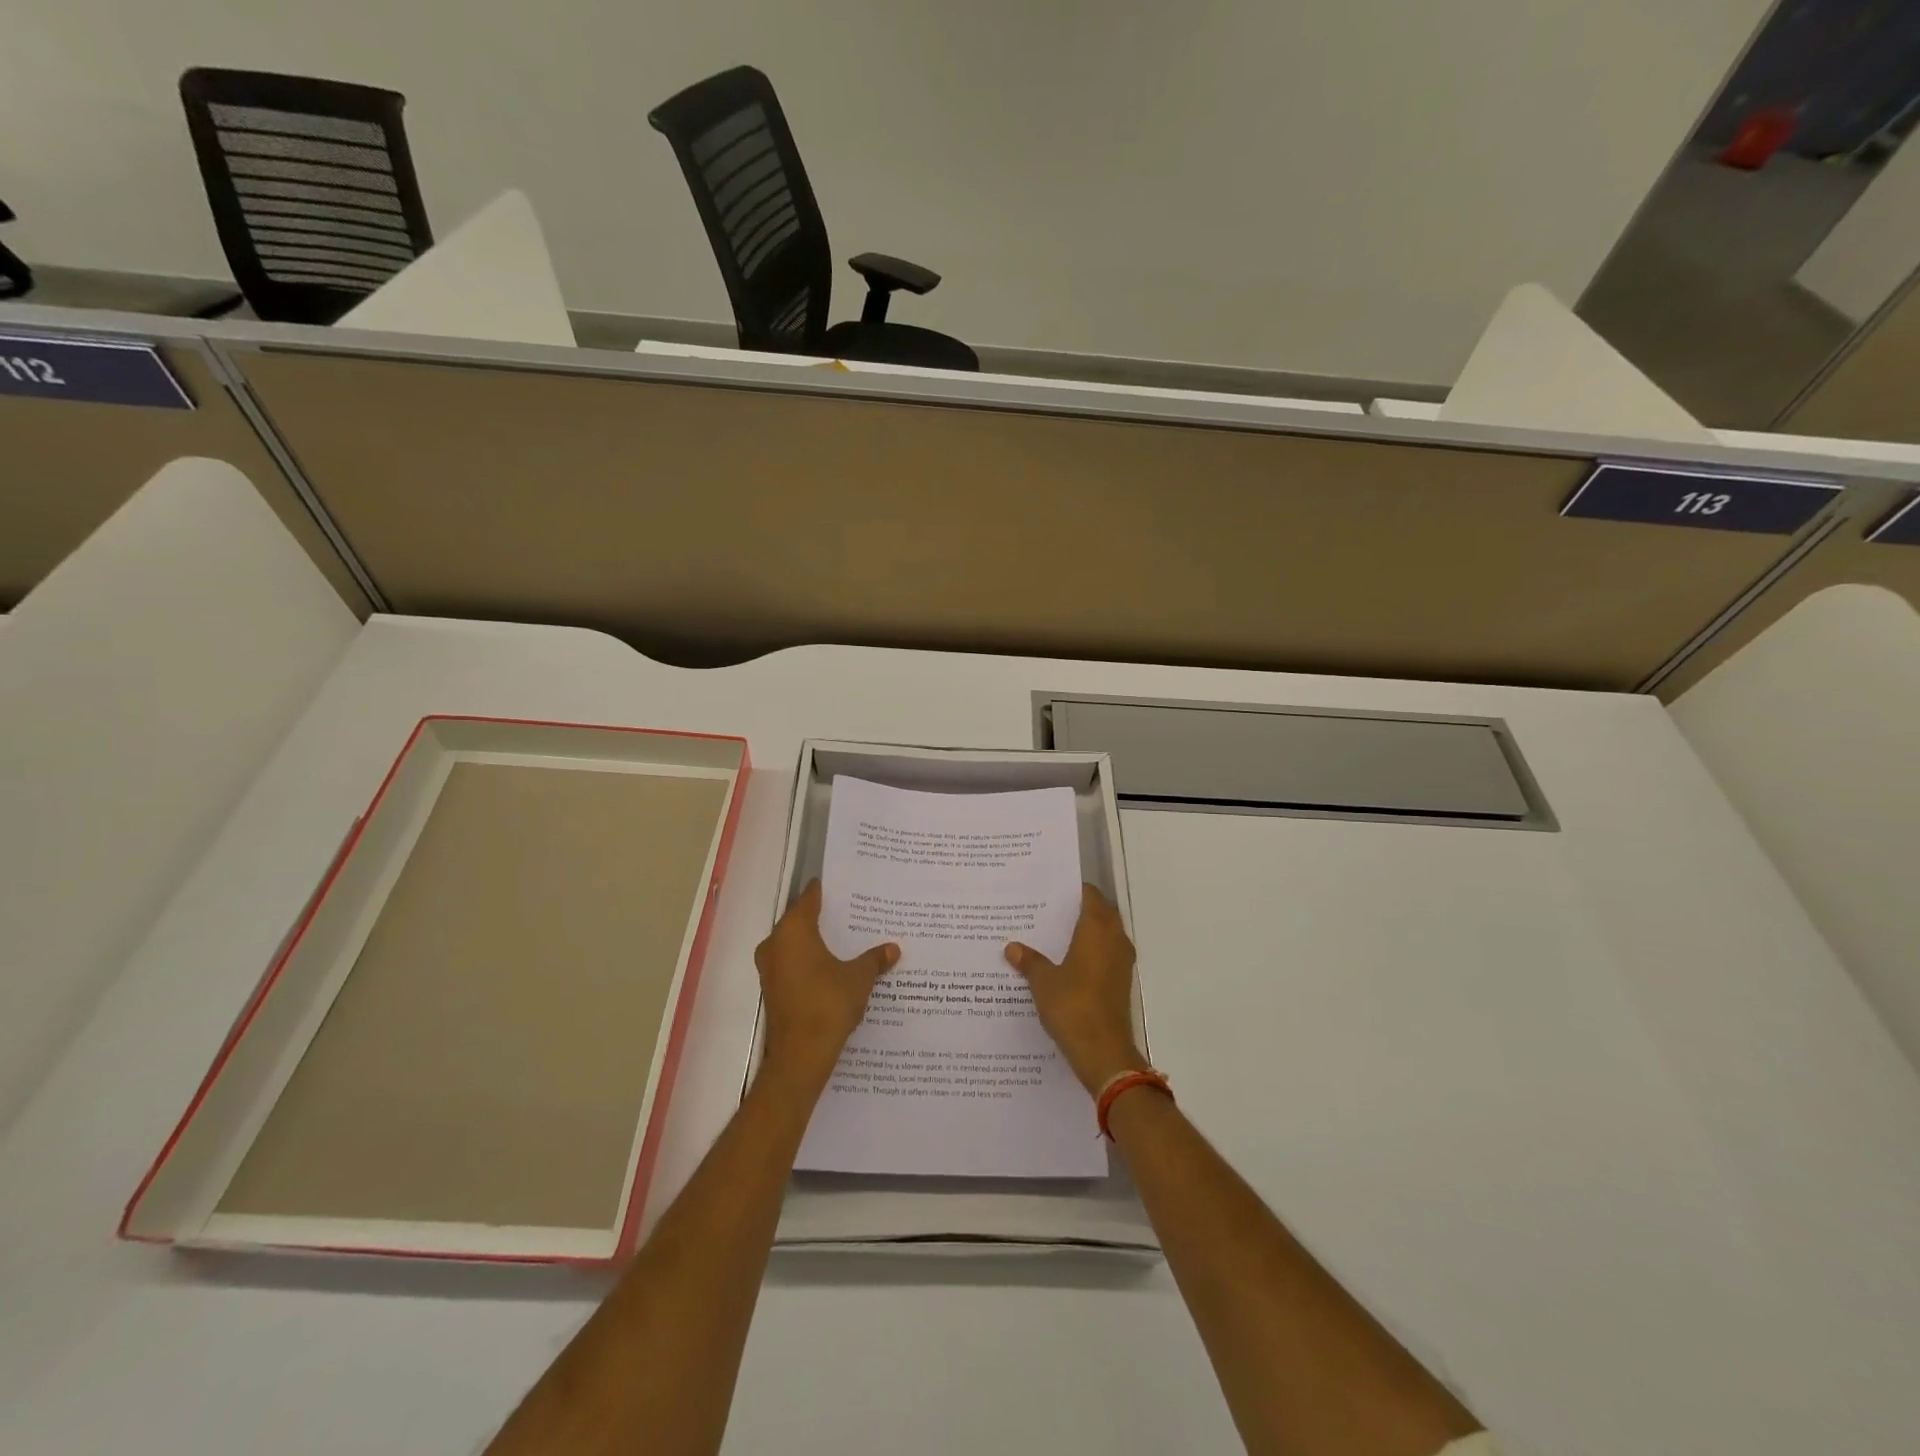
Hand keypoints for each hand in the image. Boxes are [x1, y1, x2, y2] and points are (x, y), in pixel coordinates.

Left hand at [754, 881, 898, 1093]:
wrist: (800, 1055)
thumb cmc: (828, 1004)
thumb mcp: (859, 978)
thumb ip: (874, 960)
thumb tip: (893, 949)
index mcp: (794, 931)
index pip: (808, 899)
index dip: (825, 891)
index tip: (842, 885)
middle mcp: (775, 943)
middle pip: (799, 920)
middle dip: (823, 917)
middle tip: (850, 911)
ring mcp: (770, 968)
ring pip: (794, 943)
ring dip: (815, 941)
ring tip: (845, 939)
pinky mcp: (773, 989)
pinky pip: (792, 963)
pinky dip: (809, 961)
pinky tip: (832, 966)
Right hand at [1005, 885, 1147, 1094]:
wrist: (1103, 1052)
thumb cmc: (1073, 1006)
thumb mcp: (1043, 982)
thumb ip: (1029, 961)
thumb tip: (1012, 947)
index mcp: (1097, 929)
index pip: (1090, 896)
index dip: (1073, 890)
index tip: (1051, 890)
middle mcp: (1114, 939)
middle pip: (1101, 913)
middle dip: (1079, 909)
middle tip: (1050, 911)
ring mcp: (1122, 962)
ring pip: (1107, 934)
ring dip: (1088, 932)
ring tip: (1056, 935)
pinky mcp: (1121, 982)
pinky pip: (1108, 955)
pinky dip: (1092, 952)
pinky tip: (1068, 963)